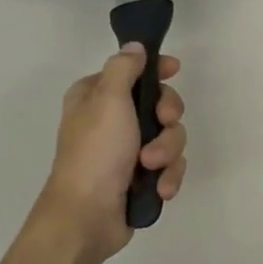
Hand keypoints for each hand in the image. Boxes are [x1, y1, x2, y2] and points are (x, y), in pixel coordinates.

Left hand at [40, 45, 186, 259]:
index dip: (156, 69)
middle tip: (162, 124)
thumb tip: (135, 47)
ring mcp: (127, 151)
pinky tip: (161, 188)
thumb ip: (124, 68)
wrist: (87, 216)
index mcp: (96, 97)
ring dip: (167, 151)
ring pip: (170, 137)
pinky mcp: (141, 178)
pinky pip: (170, 166)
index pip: (133, 70)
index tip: (174, 70)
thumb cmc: (96, 152)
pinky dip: (168, 176)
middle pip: (160, 104)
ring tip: (152, 167)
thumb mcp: (108, 99)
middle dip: (167, 119)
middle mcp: (112, 120)